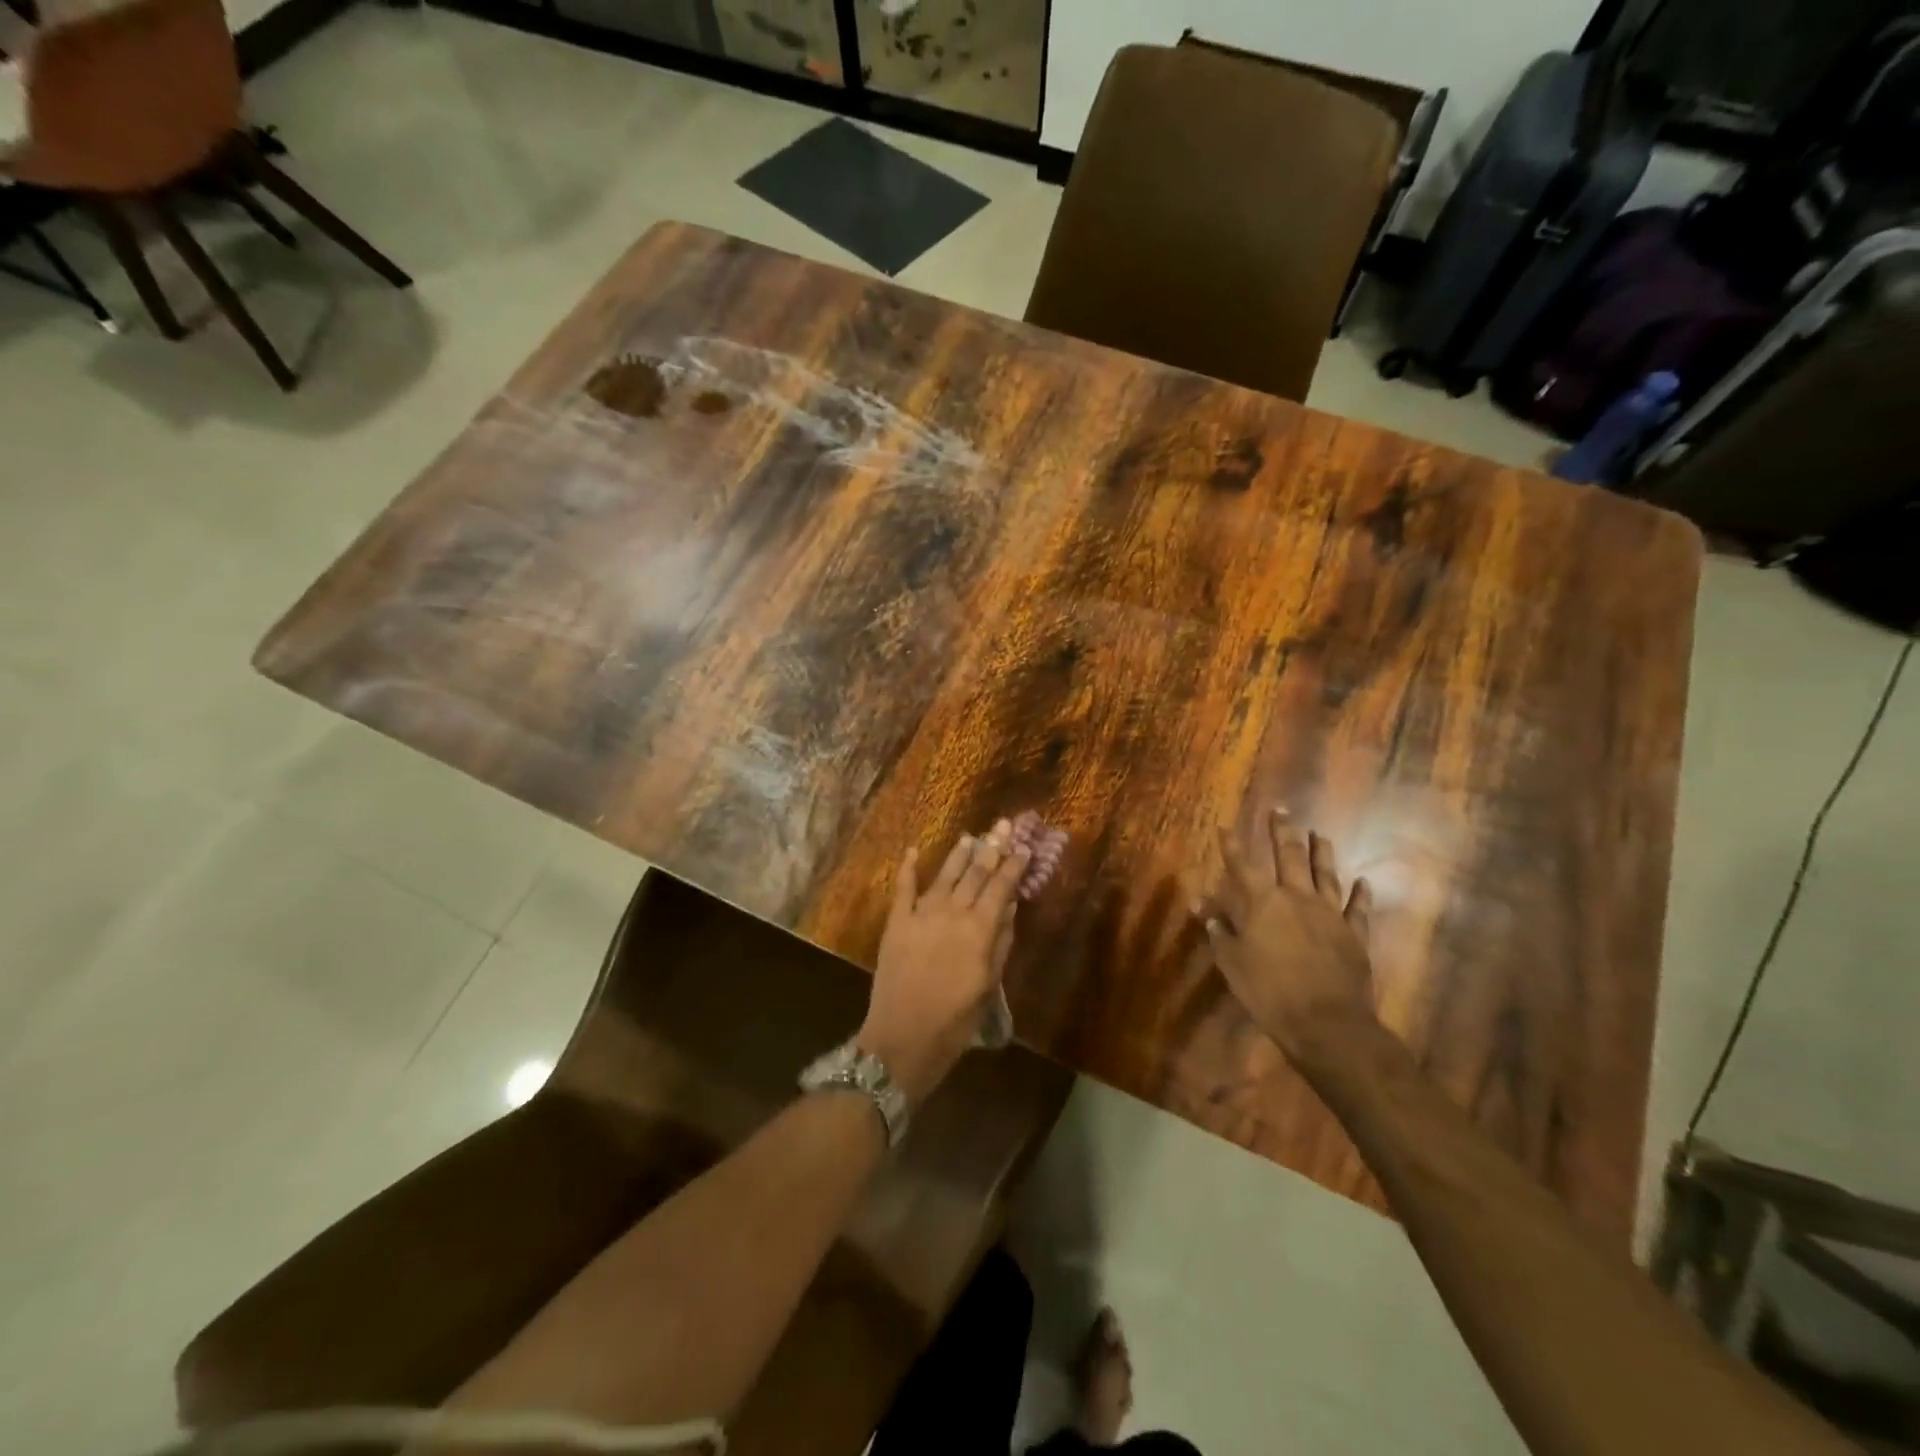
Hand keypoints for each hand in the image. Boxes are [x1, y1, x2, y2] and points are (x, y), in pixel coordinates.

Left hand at [859, 820, 1031, 1103]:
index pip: (1000, 888)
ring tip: (970, 835)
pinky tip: (914, 851)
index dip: (1013, 866)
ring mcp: (921, 914)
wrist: (903, 1038)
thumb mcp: (988, 985)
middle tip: (1003, 826)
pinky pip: (903, 888)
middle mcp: (952, 913)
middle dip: (991, 848)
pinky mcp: (896, 922)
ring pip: (944, 875)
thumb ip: (1000, 943)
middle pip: (975, 873)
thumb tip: (1009, 906)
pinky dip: (909, 868)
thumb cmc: (955, 1021)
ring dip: (958, 854)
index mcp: (979, 930)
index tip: (1023, 847)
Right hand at [1193, 808, 1376, 1060]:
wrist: (1326, 1022)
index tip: (1224, 826)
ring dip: (1321, 852)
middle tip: (1280, 810)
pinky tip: (1363, 882)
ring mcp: (1330, 914)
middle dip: (1282, 831)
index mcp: (1263, 903)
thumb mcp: (1232, 962)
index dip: (1231, 845)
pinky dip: (1360, 893)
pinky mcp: (1354, 935)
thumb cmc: (1269, 991)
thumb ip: (1219, 931)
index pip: (1242, 866)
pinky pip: (1358, 908)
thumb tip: (1203, 908)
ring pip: (1326, 874)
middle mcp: (1297, 898)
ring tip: (1319, 834)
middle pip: (1289, 856)